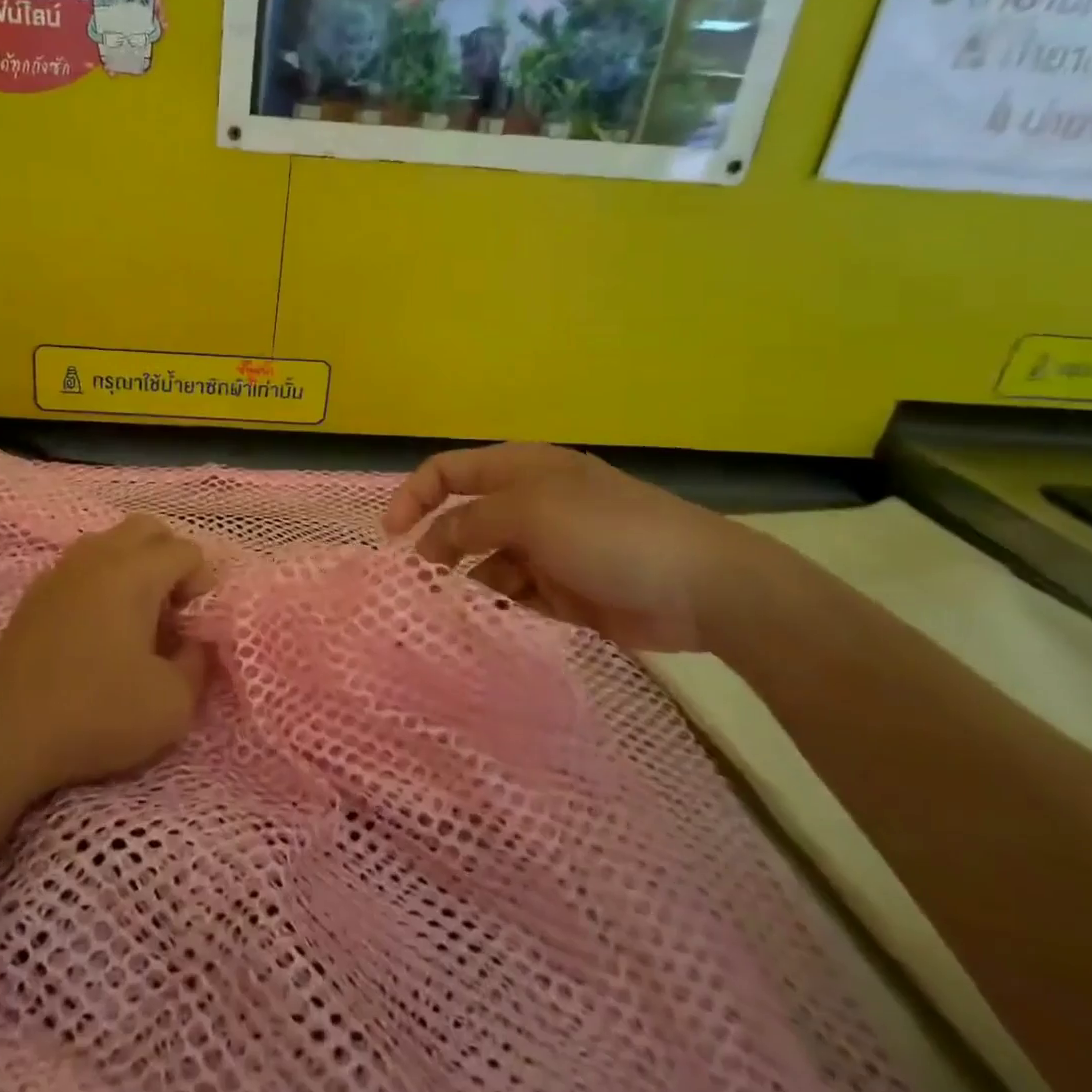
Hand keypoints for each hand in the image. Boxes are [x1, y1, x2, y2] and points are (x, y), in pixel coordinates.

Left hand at [0, 515, 215, 797]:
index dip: (202, 584)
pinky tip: (97, 630)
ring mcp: (60, 571)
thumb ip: (197, 663)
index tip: (194, 627)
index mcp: (135, 571)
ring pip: (110, 543)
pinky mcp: (34, 594)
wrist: (2, 734)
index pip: (186, 550)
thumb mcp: (172, 704)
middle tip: (171, 608)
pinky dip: (101, 582)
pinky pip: (81, 566)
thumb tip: (194, 642)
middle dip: (169, 558)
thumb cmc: (96, 713)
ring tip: (136, 618)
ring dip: (133, 567)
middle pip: (147, 529)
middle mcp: (98, 556)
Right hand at [382, 443, 751, 653]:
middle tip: (417, 583)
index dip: (414, 496)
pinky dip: (498, 605)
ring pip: (485, 561)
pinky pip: (514, 594)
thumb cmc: (606, 531)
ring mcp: (547, 548)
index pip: (449, 471)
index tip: (391, 536)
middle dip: (437, 546)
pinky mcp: (563, 591)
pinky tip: (490, 621)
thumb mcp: (529, 513)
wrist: (700, 586)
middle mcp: (528, 504)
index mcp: (520, 470)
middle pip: (464, 519)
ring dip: (466, 581)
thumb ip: (470, 522)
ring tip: (451, 609)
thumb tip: (432, 543)